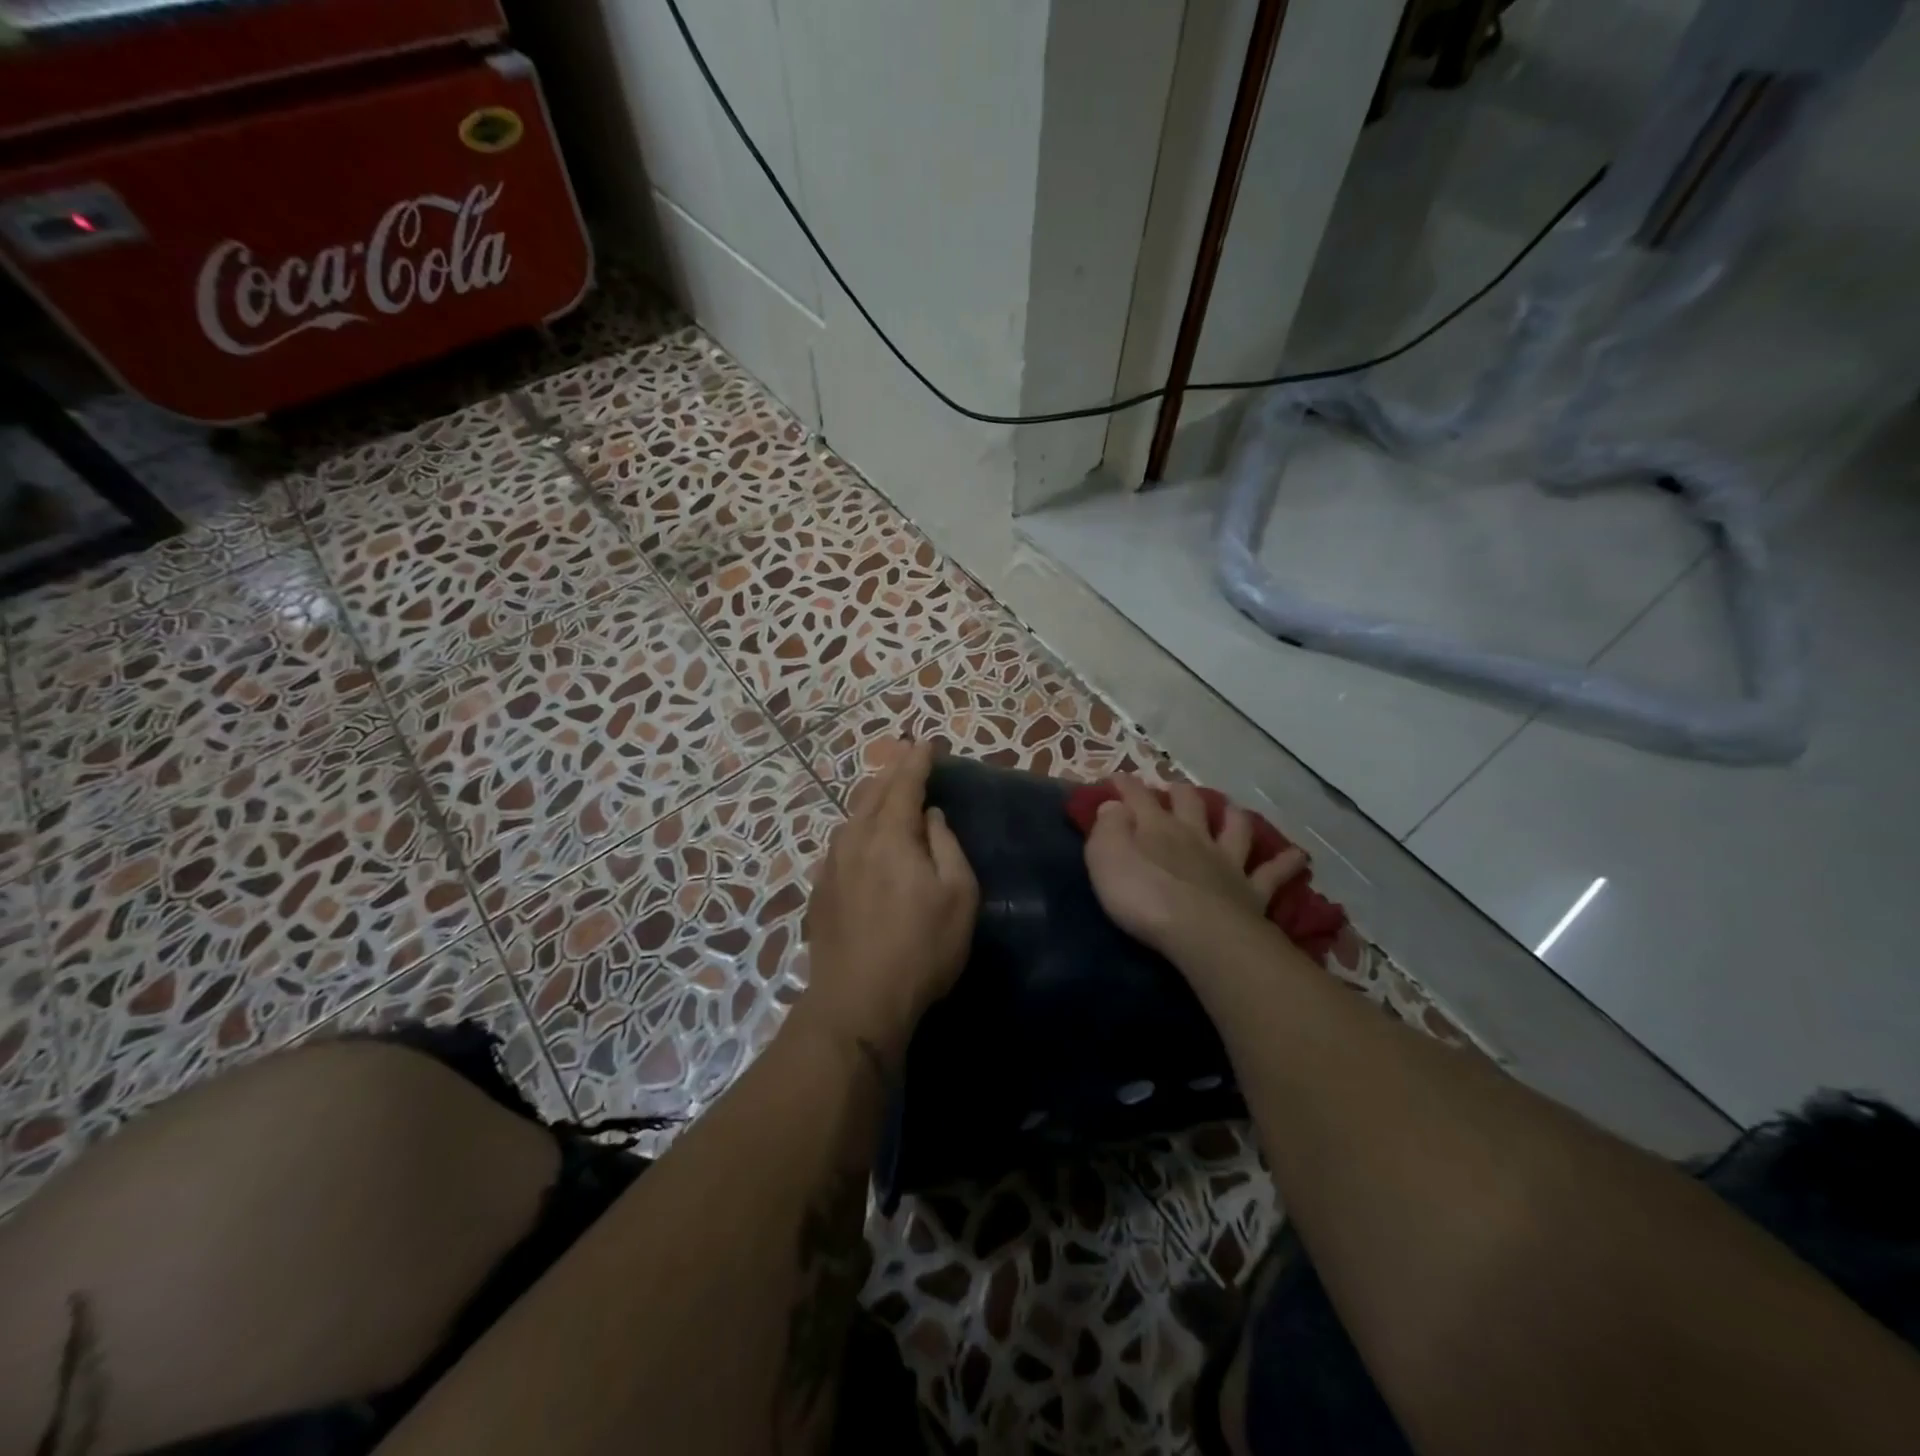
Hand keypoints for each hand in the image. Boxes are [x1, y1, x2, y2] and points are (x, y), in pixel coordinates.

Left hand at [799, 742, 978, 1063]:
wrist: (857, 1001)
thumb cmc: (921, 947)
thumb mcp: (957, 895)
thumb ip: (945, 846)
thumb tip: (931, 816)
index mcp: (890, 835)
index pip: (904, 784)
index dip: (917, 760)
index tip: (927, 742)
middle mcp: (855, 840)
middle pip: (872, 793)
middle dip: (892, 771)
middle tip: (907, 757)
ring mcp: (832, 865)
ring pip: (852, 816)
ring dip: (872, 797)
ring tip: (887, 790)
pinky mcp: (820, 890)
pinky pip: (842, 841)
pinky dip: (858, 826)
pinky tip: (862, 836)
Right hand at [1083, 777, 1305, 961]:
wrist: (1200, 933)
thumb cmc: (1143, 896)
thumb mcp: (1106, 858)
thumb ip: (1108, 828)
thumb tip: (1114, 805)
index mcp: (1156, 827)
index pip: (1138, 796)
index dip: (1126, 784)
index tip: (1116, 778)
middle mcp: (1194, 836)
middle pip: (1190, 803)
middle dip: (1180, 792)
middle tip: (1174, 789)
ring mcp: (1227, 862)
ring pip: (1235, 828)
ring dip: (1233, 816)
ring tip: (1232, 810)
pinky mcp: (1252, 892)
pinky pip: (1273, 873)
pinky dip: (1285, 862)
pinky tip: (1297, 856)